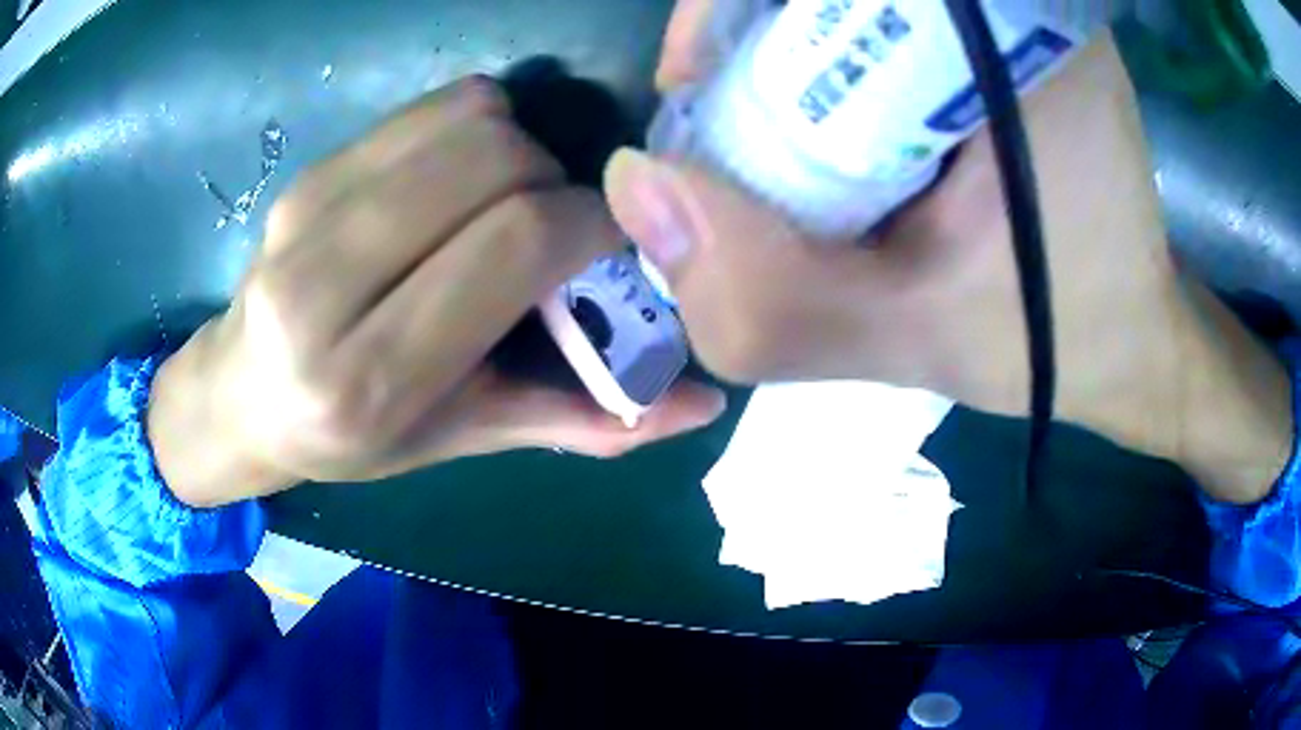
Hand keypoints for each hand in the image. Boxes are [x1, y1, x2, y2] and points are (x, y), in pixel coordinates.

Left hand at [148, 77, 725, 508]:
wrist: (241, 395)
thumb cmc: (350, 437)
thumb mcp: (461, 441)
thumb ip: (580, 420)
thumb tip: (702, 405)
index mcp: (368, 377)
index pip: (516, 243)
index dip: (592, 224)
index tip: (609, 244)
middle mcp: (325, 286)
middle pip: (496, 164)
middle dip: (558, 183)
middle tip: (555, 229)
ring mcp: (307, 212)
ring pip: (467, 121)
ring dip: (521, 148)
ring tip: (508, 203)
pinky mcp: (307, 172)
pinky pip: (429, 108)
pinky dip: (476, 126)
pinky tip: (462, 178)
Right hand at [604, 0, 1291, 502]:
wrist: (1130, 331)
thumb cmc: (1051, 338)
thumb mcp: (913, 342)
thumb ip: (771, 299)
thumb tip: (635, 188)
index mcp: (1019, 39)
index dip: (730, 4)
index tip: (694, 81)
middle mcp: (1023, 6)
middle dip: (753, 27)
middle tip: (724, 114)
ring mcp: (1020, 15)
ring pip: (856, 5)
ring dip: (785, 40)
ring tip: (772, 130)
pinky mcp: (1012, 32)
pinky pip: (888, 17)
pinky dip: (829, 47)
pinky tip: (829, 120)